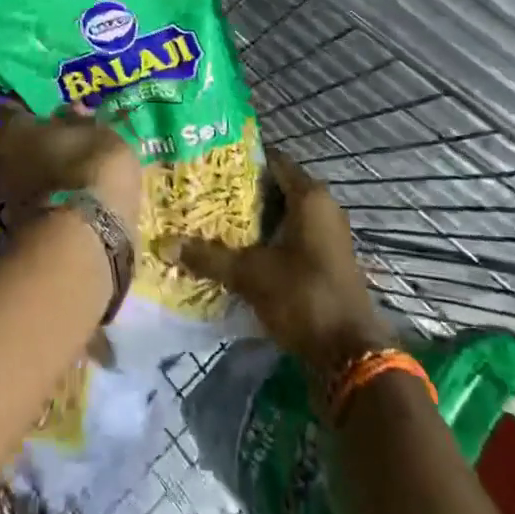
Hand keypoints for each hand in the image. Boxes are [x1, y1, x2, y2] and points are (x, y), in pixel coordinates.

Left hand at [0, 104, 142, 244]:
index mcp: (12, 127)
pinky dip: (52, 193)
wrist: (83, 240)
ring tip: (74, 167)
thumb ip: (83, 121)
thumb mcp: (100, 134)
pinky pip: (38, 197)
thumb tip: (72, 110)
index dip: (32, 106)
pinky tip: (73, 193)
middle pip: (18, 141)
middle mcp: (0, 158)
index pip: (14, 107)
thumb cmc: (89, 168)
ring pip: (26, 171)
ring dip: (45, 168)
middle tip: (66, 136)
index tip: (52, 107)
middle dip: (39, 139)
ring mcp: (7, 194)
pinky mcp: (20, 225)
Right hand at [174, 152, 388, 371]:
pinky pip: (291, 235)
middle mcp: (323, 208)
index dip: (241, 158)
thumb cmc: (303, 297)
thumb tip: (164, 244)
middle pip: (275, 187)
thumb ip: (209, 256)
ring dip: (252, 217)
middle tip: (202, 191)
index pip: (272, 160)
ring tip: (211, 218)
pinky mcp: (325, 259)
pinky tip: (236, 247)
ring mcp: (327, 235)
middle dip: (240, 190)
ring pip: (282, 213)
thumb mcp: (250, 274)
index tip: (208, 162)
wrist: (350, 355)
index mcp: (310, 197)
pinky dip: (266, 237)